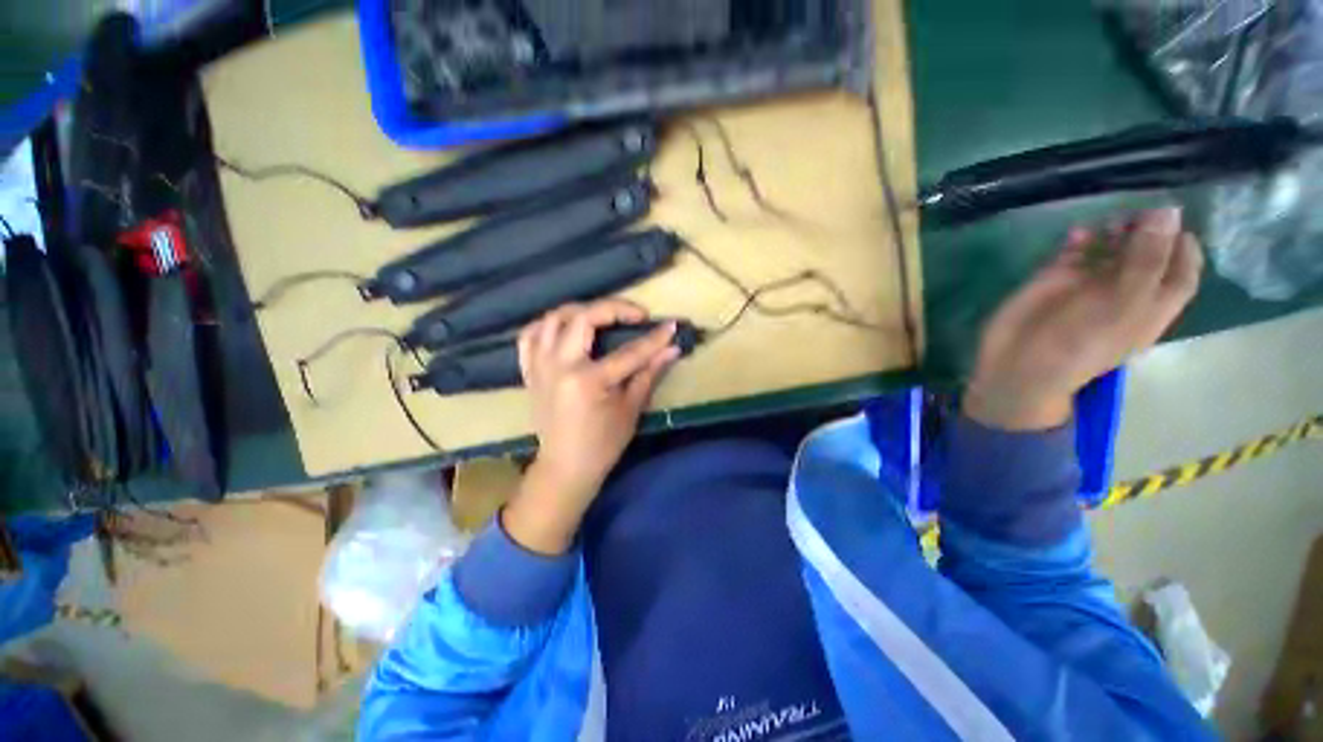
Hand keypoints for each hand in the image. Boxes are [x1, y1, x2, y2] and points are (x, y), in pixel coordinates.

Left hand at [502, 299, 679, 553]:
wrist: (564, 467)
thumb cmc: (603, 444)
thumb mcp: (631, 410)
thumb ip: (649, 374)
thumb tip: (671, 349)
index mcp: (588, 381)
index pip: (628, 351)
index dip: (653, 337)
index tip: (670, 325)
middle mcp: (559, 366)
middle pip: (584, 317)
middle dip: (614, 308)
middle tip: (636, 315)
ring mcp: (539, 366)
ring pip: (553, 318)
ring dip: (581, 310)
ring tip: (603, 316)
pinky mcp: (529, 371)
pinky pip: (530, 335)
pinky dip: (547, 325)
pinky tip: (565, 328)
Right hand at [965, 207, 1202, 430]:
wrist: (1019, 362)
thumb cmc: (1080, 343)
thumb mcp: (1124, 304)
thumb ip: (1148, 258)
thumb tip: (1170, 209)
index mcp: (1153, 304)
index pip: (1182, 270)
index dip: (1182, 244)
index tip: (1173, 219)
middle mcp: (1126, 290)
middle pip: (1149, 251)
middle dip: (1147, 229)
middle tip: (1135, 214)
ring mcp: (1089, 283)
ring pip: (1112, 246)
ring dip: (1114, 229)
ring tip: (1107, 224)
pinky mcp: (1056, 278)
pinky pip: (1074, 250)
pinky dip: (1079, 237)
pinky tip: (1076, 234)